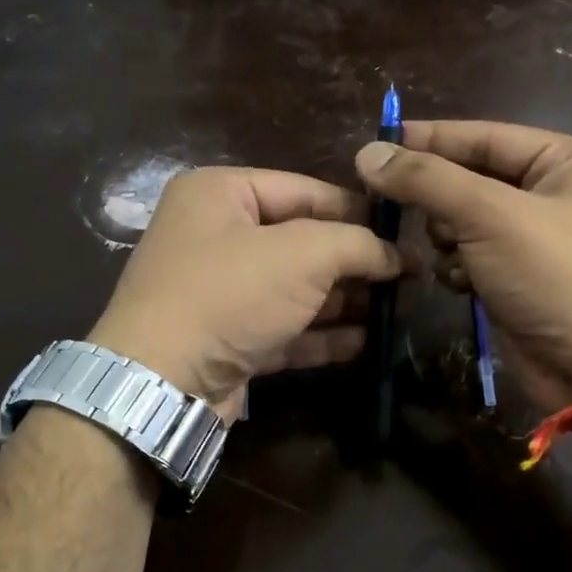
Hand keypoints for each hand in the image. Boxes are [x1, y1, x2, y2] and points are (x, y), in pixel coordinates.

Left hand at [87, 166, 401, 415]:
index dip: (358, 210)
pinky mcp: (229, 339)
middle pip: (302, 242)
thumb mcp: (303, 254)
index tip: (404, 231)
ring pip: (296, 290)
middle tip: (407, 276)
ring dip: (344, 300)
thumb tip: (396, 254)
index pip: (305, 190)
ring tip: (394, 309)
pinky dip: (322, 334)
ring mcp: (221, 292)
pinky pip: (285, 328)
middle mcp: (216, 237)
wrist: (164, 381)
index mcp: (220, 194)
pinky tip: (364, 342)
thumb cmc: (231, 294)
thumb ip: (357, 243)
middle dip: (354, 261)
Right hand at [355, 120, 571, 411]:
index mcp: (568, 161)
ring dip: (448, 237)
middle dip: (440, 199)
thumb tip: (367, 153)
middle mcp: (555, 194)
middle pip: (472, 179)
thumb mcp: (490, 216)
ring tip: (450, 252)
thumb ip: (427, 180)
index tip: (376, 144)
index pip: (485, 136)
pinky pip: (472, 257)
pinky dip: (460, 267)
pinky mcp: (520, 279)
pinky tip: (462, 283)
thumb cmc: (556, 276)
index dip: (430, 139)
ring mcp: (537, 240)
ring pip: (466, 221)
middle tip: (400, 209)